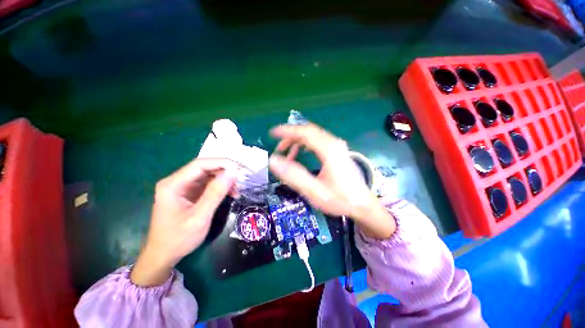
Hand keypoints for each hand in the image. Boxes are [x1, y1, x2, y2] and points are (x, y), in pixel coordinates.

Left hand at [131, 158, 238, 285]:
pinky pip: (209, 185)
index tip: (239, 168)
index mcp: (173, 184)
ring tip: (239, 188)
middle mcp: (177, 181)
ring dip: (225, 180)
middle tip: (243, 178)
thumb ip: (215, 193)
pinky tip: (232, 193)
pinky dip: (222, 187)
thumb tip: (233, 173)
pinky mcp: (191, 194)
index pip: (200, 165)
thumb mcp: (200, 216)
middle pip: (205, 168)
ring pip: (209, 176)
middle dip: (225, 172)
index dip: (221, 163)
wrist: (164, 255)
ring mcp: (184, 187)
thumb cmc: (178, 238)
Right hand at [269, 123, 395, 238]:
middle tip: (278, 149)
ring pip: (313, 136)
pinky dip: (305, 145)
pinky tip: (301, 154)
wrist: (363, 205)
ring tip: (288, 155)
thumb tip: (273, 160)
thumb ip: (294, 176)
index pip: (304, 132)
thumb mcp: (314, 191)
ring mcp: (337, 146)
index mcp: (329, 149)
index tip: (272, 133)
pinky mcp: (337, 151)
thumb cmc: (340, 199)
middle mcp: (334, 143)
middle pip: (308, 131)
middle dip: (290, 137)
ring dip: (297, 142)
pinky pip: (318, 141)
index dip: (287, 131)